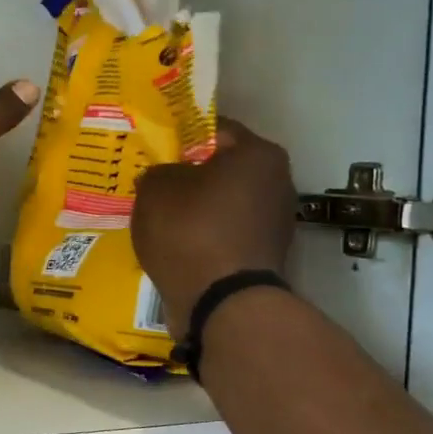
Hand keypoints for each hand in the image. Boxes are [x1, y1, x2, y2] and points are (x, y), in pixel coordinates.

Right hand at [132, 120, 298, 331]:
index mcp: (257, 153)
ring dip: (198, 208)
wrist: (221, 303)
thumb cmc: (190, 231)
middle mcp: (277, 181)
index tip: (155, 149)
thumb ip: (159, 171)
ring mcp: (275, 221)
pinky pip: (226, 233)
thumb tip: (166, 177)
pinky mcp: (265, 255)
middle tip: (155, 183)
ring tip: (162, 217)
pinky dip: (205, 236)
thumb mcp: (155, 188)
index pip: (214, 130)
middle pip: (224, 169)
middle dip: (191, 175)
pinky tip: (178, 244)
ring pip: (225, 203)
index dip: (180, 137)